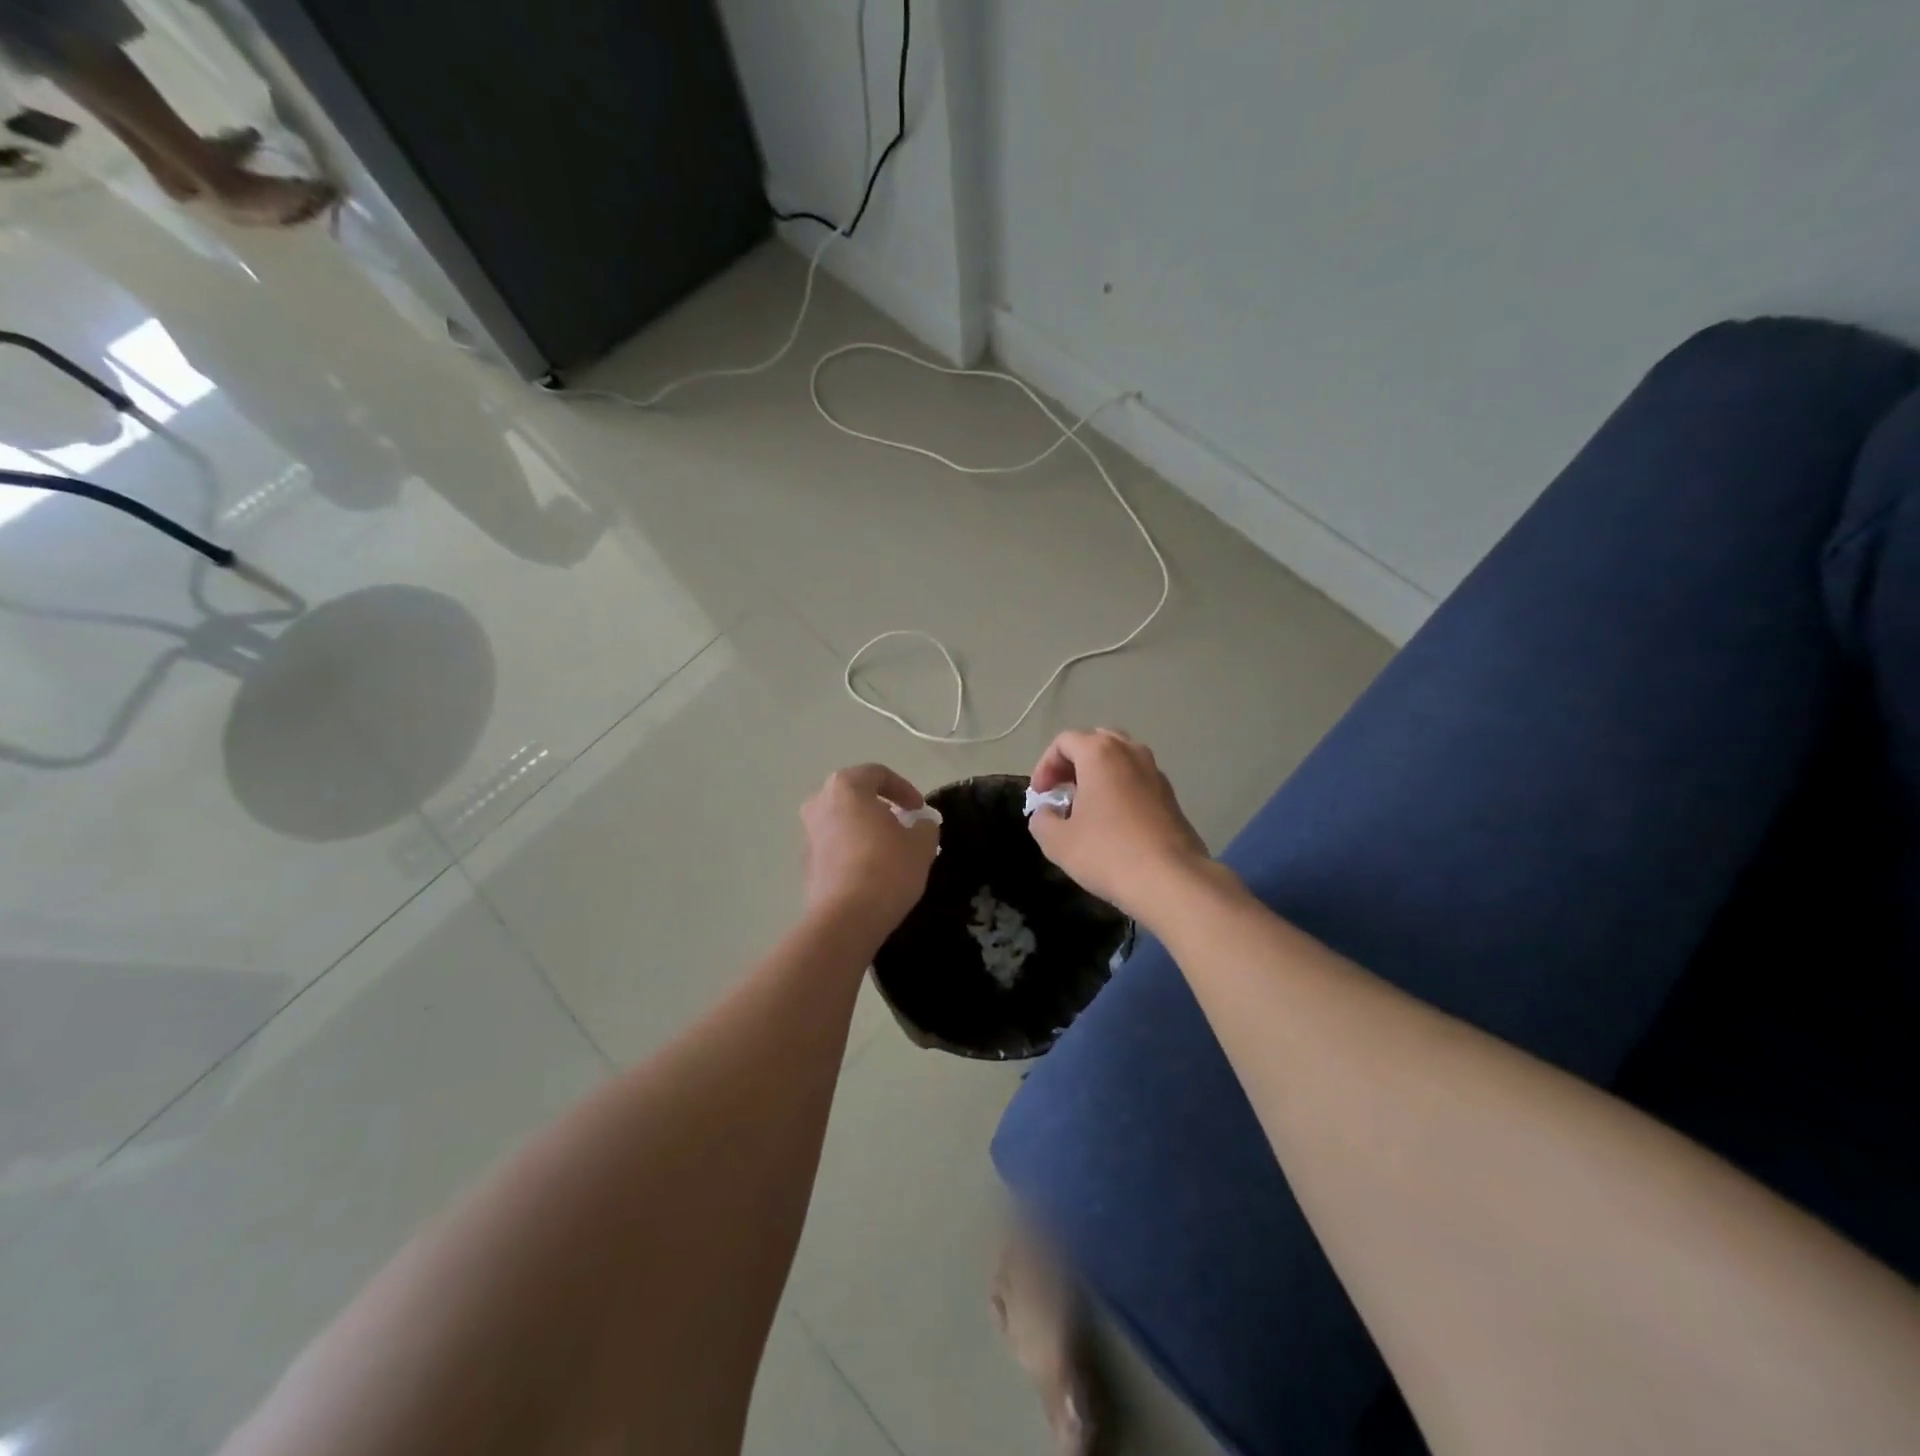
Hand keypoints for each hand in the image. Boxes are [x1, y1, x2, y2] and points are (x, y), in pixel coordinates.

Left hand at [801, 763, 940, 938]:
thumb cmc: (887, 869)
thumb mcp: (921, 844)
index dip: (904, 789)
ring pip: (843, 820)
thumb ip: (924, 825)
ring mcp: (808, 833)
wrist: (845, 919)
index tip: (919, 809)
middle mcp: (819, 803)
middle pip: (855, 795)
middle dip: (881, 807)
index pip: (878, 774)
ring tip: (890, 849)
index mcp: (846, 787)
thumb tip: (920, 824)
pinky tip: (872, 869)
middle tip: (904, 824)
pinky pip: (835, 844)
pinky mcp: (806, 862)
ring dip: (866, 828)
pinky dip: (853, 848)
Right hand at [1027, 729, 1211, 921]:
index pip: (1064, 741)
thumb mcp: (1057, 841)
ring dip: (1098, 774)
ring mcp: (1156, 772)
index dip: (1045, 765)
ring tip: (1086, 806)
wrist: (1172, 881)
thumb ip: (1041, 819)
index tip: (1040, 795)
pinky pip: (1137, 779)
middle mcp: (1131, 752)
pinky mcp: (1171, 796)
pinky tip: (1113, 822)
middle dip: (1073, 763)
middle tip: (1062, 791)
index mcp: (1100, 753)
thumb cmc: (1107, 853)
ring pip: (1120, 759)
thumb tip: (1046, 812)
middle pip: (1095, 741)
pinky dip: (1120, 788)